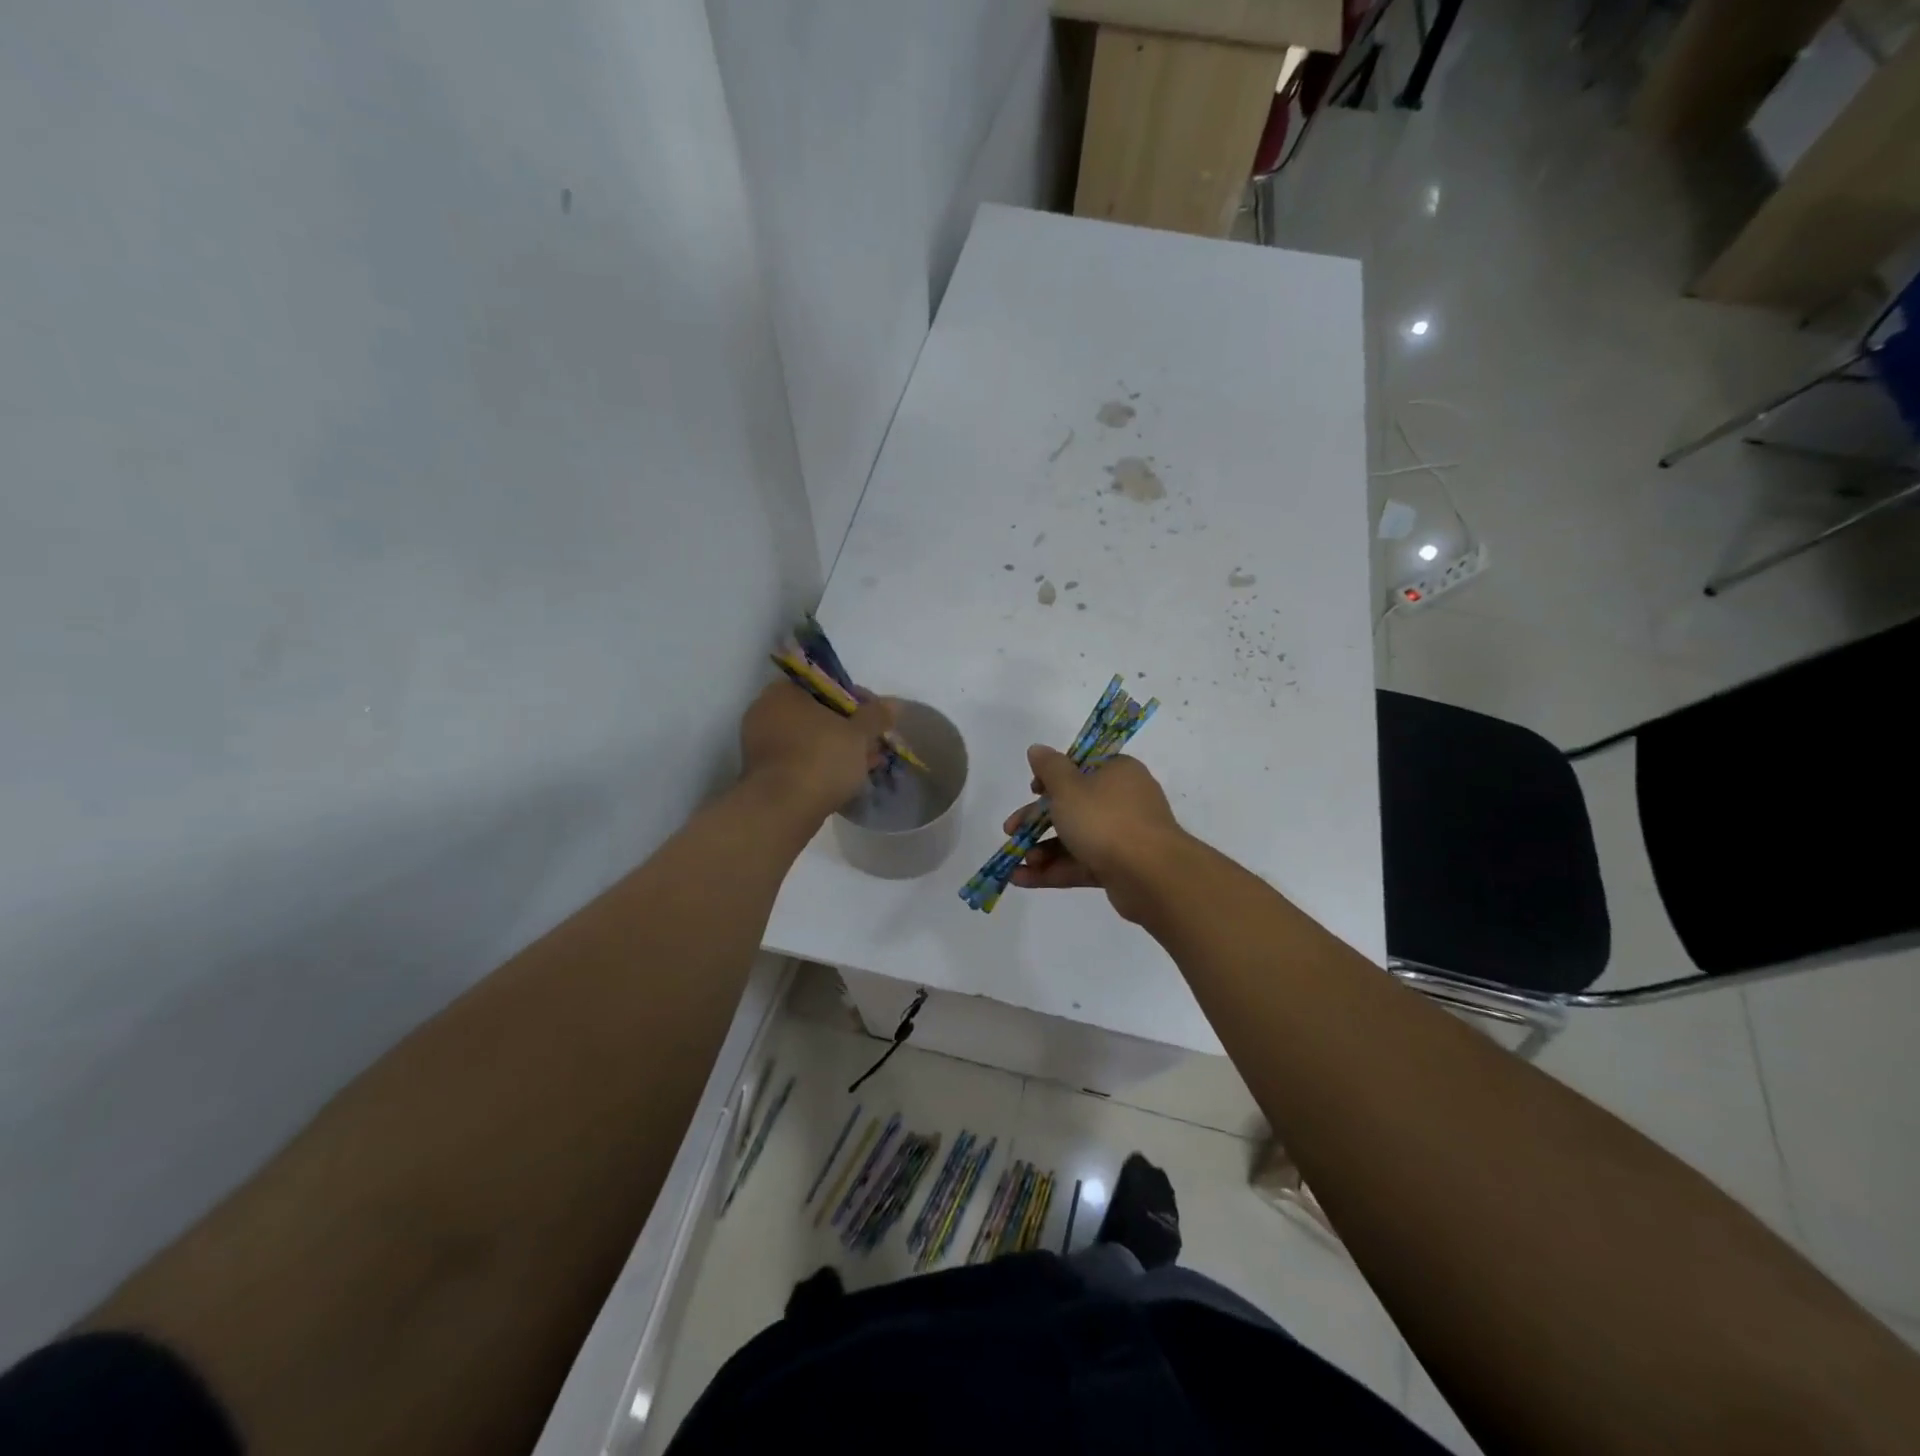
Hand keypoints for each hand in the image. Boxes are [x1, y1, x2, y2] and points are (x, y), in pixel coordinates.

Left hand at [740, 681, 896, 823]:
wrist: (782, 810)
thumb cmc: (821, 759)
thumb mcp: (859, 734)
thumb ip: (876, 715)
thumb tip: (894, 704)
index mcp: (783, 692)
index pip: (826, 685)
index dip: (856, 699)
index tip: (875, 717)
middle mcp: (765, 712)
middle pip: (818, 713)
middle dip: (848, 727)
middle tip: (873, 741)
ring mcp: (761, 744)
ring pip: (810, 739)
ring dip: (838, 747)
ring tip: (867, 762)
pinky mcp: (764, 772)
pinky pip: (800, 760)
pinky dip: (822, 764)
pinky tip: (847, 777)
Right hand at [1002, 745, 1183, 922]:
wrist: (1151, 876)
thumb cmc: (1105, 819)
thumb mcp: (1068, 787)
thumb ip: (1049, 768)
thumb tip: (1037, 749)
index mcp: (1117, 772)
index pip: (1081, 767)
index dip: (1053, 778)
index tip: (1033, 790)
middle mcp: (1123, 801)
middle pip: (1073, 805)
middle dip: (1037, 820)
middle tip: (1010, 830)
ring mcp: (1123, 836)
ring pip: (1075, 838)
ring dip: (1043, 849)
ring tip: (1018, 861)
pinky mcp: (1119, 868)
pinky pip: (1080, 864)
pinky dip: (1053, 870)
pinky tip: (1020, 879)